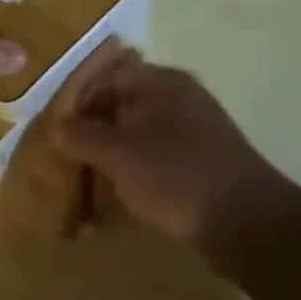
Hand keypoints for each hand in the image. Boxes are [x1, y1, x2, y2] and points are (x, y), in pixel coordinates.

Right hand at [52, 59, 286, 245]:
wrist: (247, 222)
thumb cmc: (176, 176)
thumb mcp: (119, 154)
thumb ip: (82, 136)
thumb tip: (59, 128)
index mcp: (160, 82)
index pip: (105, 77)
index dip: (75, 103)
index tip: (53, 133)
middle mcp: (177, 99)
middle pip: (120, 109)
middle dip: (90, 138)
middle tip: (65, 165)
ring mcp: (192, 132)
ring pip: (136, 139)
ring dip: (109, 163)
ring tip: (86, 194)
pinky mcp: (200, 164)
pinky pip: (155, 163)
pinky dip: (132, 180)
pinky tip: (115, 210)